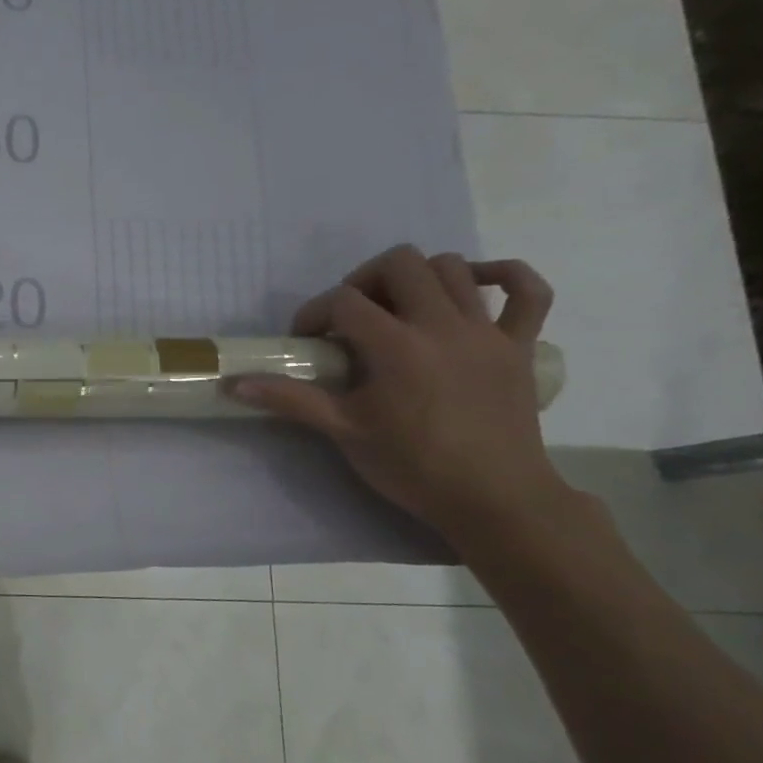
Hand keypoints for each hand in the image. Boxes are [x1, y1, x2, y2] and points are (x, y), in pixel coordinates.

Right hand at [230, 245, 568, 538]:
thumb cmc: (412, 467)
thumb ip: (291, 399)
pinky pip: (527, 291)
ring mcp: (488, 331)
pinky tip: (472, 287)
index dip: (315, 313)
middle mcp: (444, 325)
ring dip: (416, 277)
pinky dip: (501, 276)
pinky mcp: (520, 344)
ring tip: (397, 308)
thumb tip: (234, 385)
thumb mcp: (344, 431)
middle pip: (401, 264)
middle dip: (364, 280)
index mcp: (397, 347)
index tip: (305, 341)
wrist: (494, 498)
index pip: (344, 301)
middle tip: (350, 317)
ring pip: (453, 268)